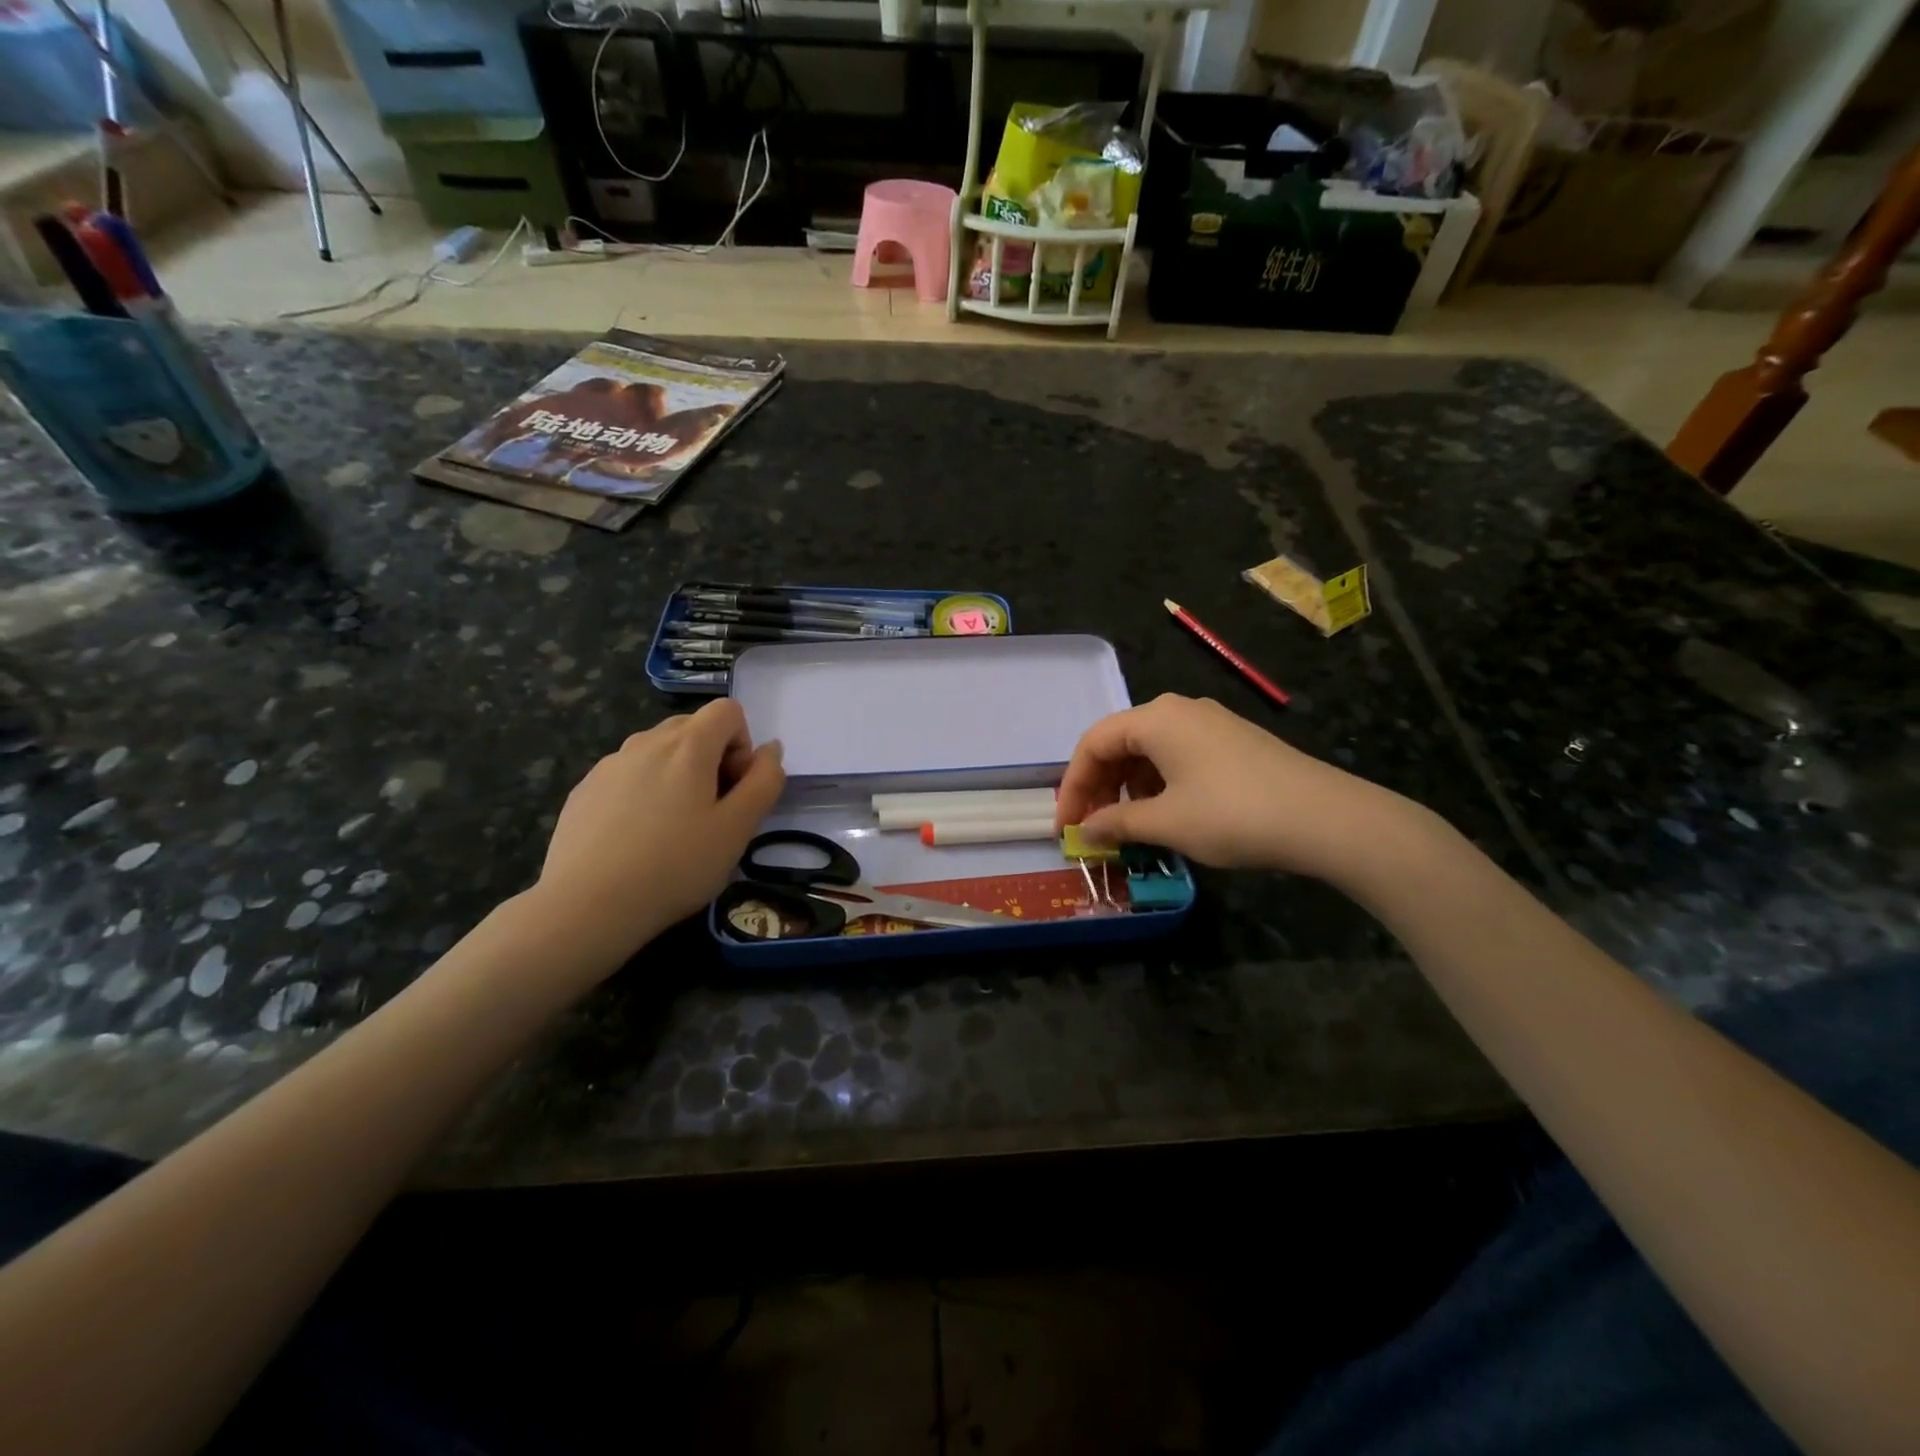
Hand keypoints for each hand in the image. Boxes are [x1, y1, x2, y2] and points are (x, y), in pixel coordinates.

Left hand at [534, 699, 784, 961]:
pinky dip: (643, 792)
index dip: (742, 745)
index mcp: (688, 745)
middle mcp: (646, 742)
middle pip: (692, 727)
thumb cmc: (676, 865)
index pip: (728, 711)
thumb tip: (770, 750)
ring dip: (677, 774)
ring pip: (658, 751)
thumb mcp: (738, 828)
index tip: (734, 789)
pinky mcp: (585, 790)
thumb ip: (765, 781)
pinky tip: (636, 839)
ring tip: (672, 829)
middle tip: (710, 812)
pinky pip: (628, 774)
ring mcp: (610, 764)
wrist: (587, 905)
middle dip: (711, 758)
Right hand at [1053, 694, 1413, 880]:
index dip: (1073, 787)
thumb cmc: (1233, 815)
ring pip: (1150, 750)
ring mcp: (1211, 723)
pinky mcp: (1234, 742)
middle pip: (1120, 743)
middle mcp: (1179, 710)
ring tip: (1130, 827)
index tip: (1066, 828)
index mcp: (1156, 718)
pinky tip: (1168, 815)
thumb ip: (1117, 823)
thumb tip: (1086, 831)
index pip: (1093, 744)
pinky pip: (1178, 756)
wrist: (1327, 818)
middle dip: (1100, 787)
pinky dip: (1159, 784)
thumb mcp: (1167, 823)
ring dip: (1129, 788)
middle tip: (1094, 829)